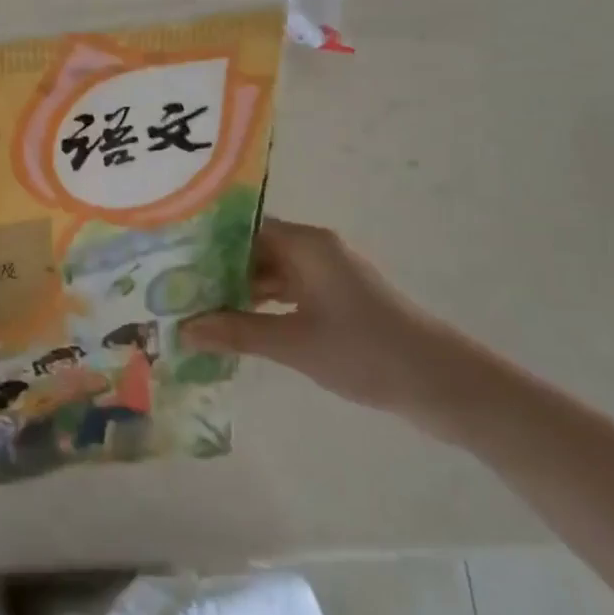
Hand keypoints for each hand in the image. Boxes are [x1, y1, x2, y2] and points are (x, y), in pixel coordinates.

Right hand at [185, 219, 485, 424]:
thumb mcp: (294, 343)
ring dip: (236, 291)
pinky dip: (260, 307)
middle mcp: (315, 251)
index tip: (167, 258)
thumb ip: (236, 332)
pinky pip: (285, 294)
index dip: (205, 241)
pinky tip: (232, 325)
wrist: (446, 386)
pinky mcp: (336, 302)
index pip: (242, 228)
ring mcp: (327, 277)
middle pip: (253, 250)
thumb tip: (182, 330)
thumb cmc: (368, 352)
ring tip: (192, 307)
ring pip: (267, 274)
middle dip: (214, 270)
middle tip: (170, 287)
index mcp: (307, 245)